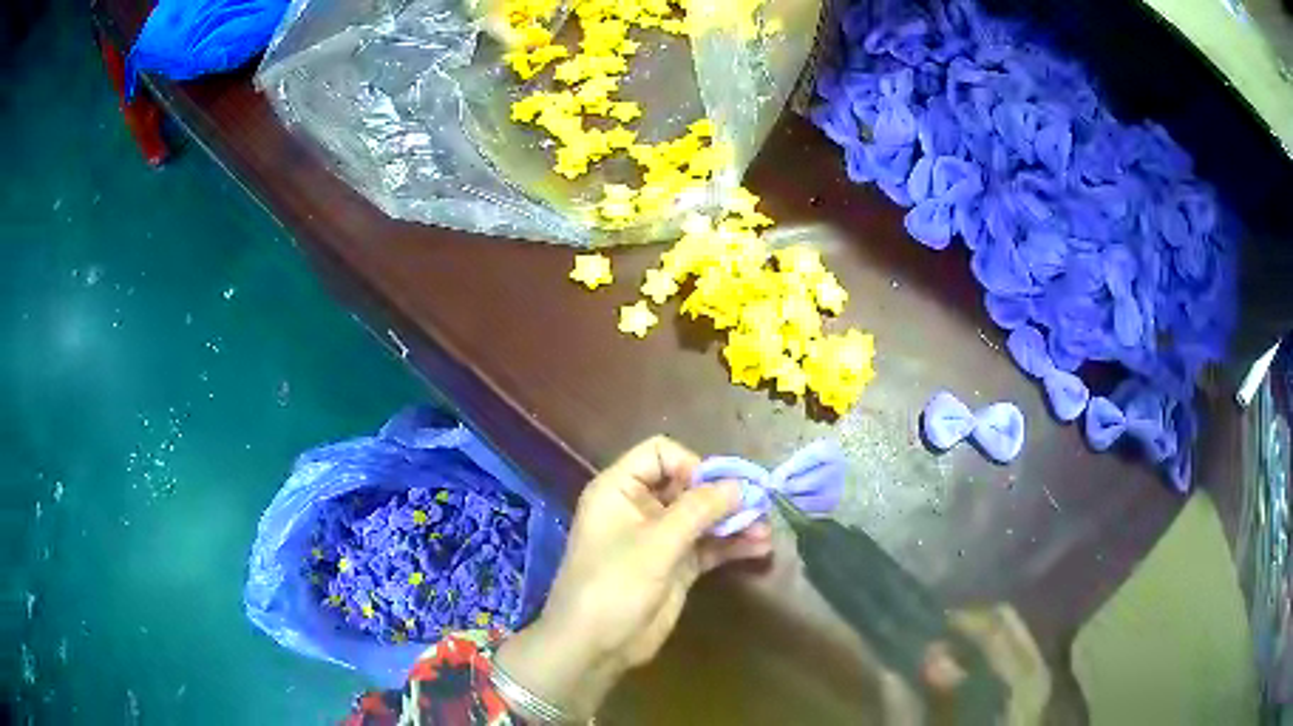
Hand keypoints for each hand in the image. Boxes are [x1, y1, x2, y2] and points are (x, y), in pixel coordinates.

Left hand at [495, 436, 772, 719]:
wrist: (595, 645)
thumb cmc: (614, 584)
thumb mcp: (656, 543)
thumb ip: (698, 510)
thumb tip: (740, 485)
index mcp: (620, 489)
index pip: (660, 454)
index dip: (691, 465)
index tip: (716, 490)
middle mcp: (640, 508)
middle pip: (688, 484)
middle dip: (723, 495)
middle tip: (759, 505)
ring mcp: (659, 539)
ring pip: (702, 517)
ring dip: (734, 521)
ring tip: (766, 529)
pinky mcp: (676, 566)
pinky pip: (708, 546)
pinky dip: (731, 545)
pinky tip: (760, 548)